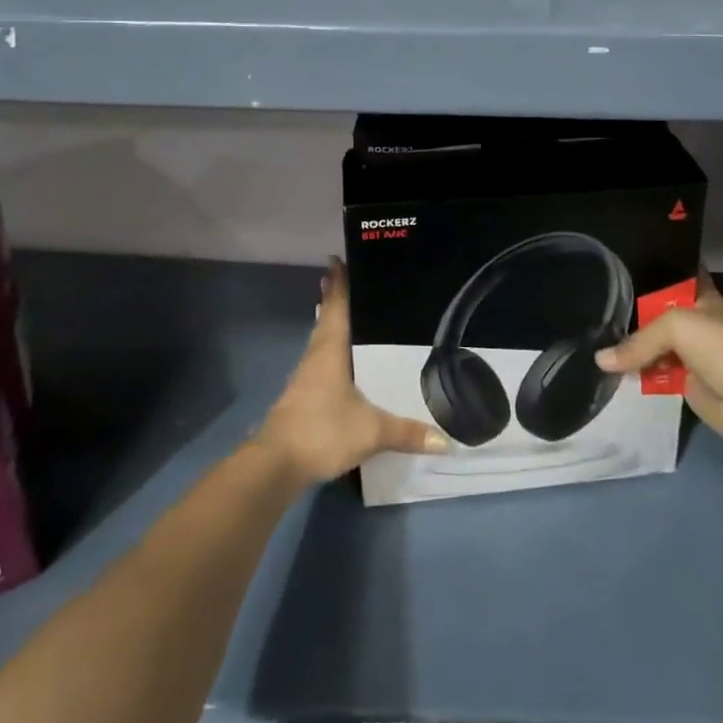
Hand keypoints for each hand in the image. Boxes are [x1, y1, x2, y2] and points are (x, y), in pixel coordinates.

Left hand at [255, 258, 446, 483]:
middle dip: (337, 299)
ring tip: (354, 316)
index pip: (336, 306)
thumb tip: (445, 440)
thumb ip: (406, 432)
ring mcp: (306, 377)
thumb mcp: (371, 430)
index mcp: (330, 350)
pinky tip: (346, 363)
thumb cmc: (322, 430)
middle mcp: (315, 356)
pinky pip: (321, 362)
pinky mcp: (302, 397)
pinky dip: (333, 352)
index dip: (339, 283)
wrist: (276, 465)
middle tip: (355, 281)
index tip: (338, 258)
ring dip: (333, 325)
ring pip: (322, 340)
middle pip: (326, 319)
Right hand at [594, 268, 722, 454]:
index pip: (669, 276)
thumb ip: (638, 341)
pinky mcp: (685, 384)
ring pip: (652, 345)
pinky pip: (653, 374)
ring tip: (590, 335)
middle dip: (628, 312)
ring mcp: (688, 353)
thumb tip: (600, 361)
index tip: (614, 266)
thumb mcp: (677, 327)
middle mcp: (692, 321)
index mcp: (699, 296)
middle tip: (590, 305)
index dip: (646, 270)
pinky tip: (606, 369)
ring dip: (629, 347)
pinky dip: (635, 374)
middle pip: (654, 312)